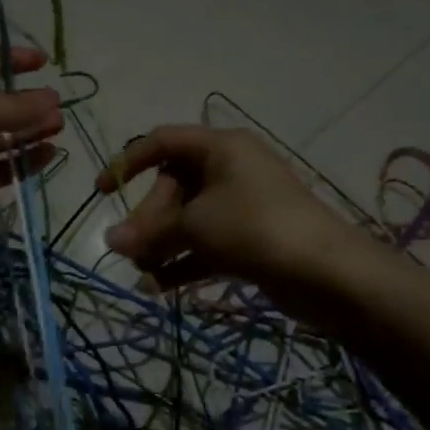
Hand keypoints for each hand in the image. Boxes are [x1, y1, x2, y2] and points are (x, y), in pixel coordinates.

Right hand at [96, 126, 352, 306]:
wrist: (326, 272)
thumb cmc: (254, 227)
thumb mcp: (195, 225)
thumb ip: (150, 232)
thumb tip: (110, 241)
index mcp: (220, 147)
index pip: (163, 141)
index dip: (128, 162)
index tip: (103, 192)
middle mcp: (231, 169)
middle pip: (174, 186)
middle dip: (149, 219)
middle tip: (133, 251)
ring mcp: (243, 204)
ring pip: (190, 218)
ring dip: (163, 245)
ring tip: (143, 276)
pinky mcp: (251, 238)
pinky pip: (207, 243)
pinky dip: (184, 261)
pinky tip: (161, 288)